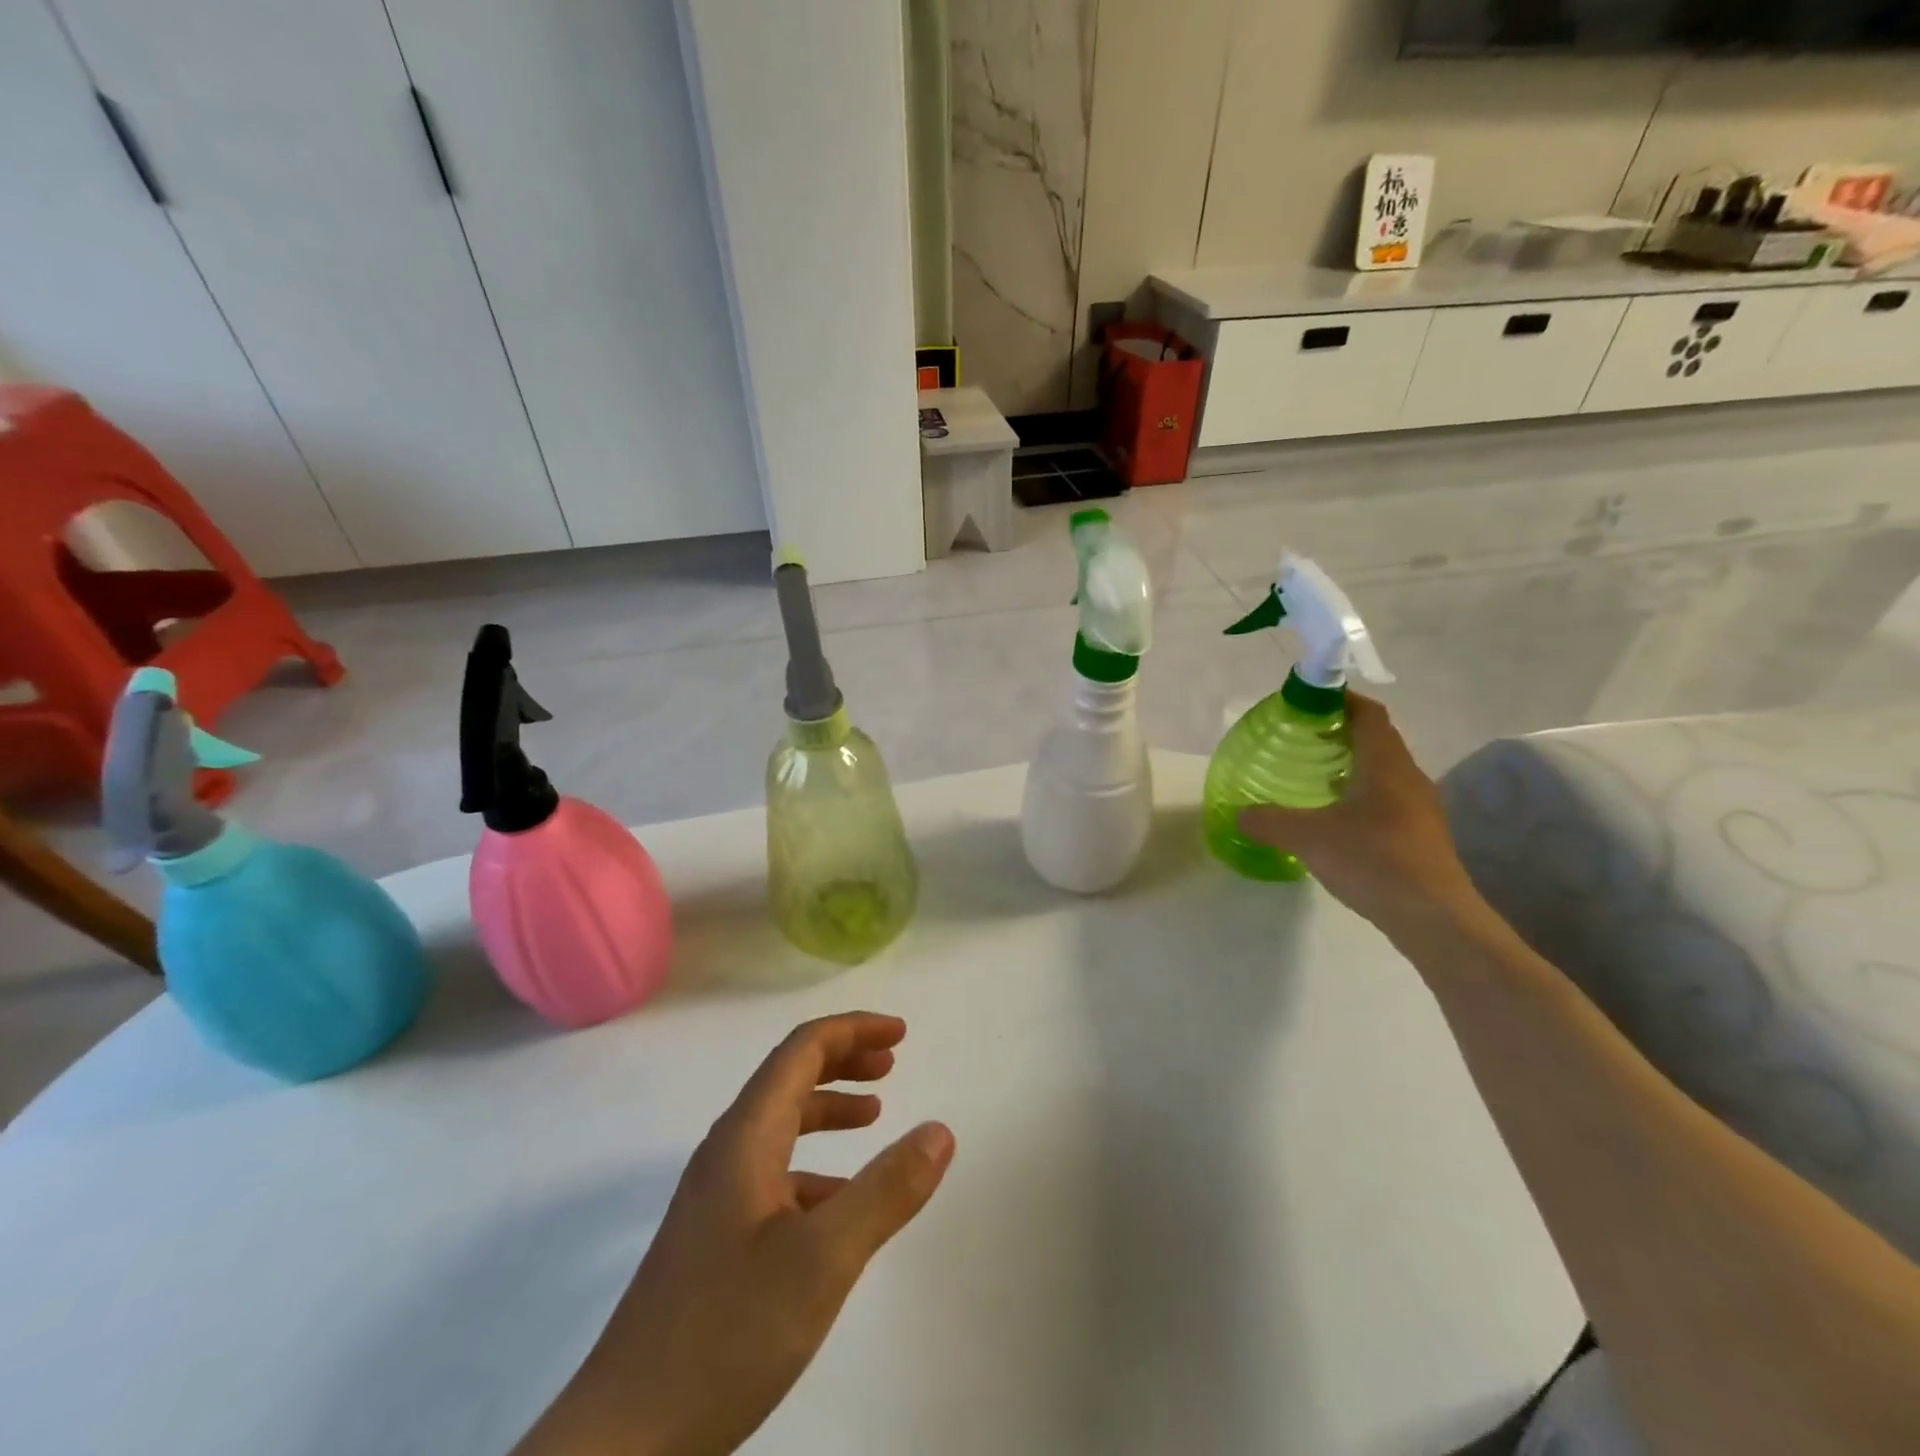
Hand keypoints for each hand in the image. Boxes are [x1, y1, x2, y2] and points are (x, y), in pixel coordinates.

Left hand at [516, 1013, 954, 1455]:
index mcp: (746, 1137)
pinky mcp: (715, 1240)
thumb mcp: (823, 1259)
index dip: (853, 1030)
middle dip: (843, 1060)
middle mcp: (727, 1153)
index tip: (901, 1034)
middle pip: (788, 1078)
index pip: (801, 1050)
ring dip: (829, 1108)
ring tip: (875, 1115)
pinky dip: (815, 1165)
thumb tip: (939, 1130)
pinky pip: (774, 1174)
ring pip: (780, 1126)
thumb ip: (886, 1190)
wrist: (623, 1440)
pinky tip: (840, 1202)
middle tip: (892, 1063)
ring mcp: (716, 1197)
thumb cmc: (726, 1333)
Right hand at [1237, 694, 1483, 936]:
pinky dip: (1359, 797)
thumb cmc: (1372, 860)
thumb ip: (1268, 821)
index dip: (1341, 701)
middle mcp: (1408, 777)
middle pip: (1376, 740)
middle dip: (1339, 734)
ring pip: (1382, 773)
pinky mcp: (1421, 836)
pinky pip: (1386, 801)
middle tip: (1300, 741)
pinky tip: (1334, 819)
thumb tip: (1238, 815)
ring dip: (1350, 768)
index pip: (1368, 714)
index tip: (1308, 702)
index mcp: (1385, 763)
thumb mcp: (1307, 838)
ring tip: (1311, 778)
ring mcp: (1420, 808)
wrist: (1433, 917)